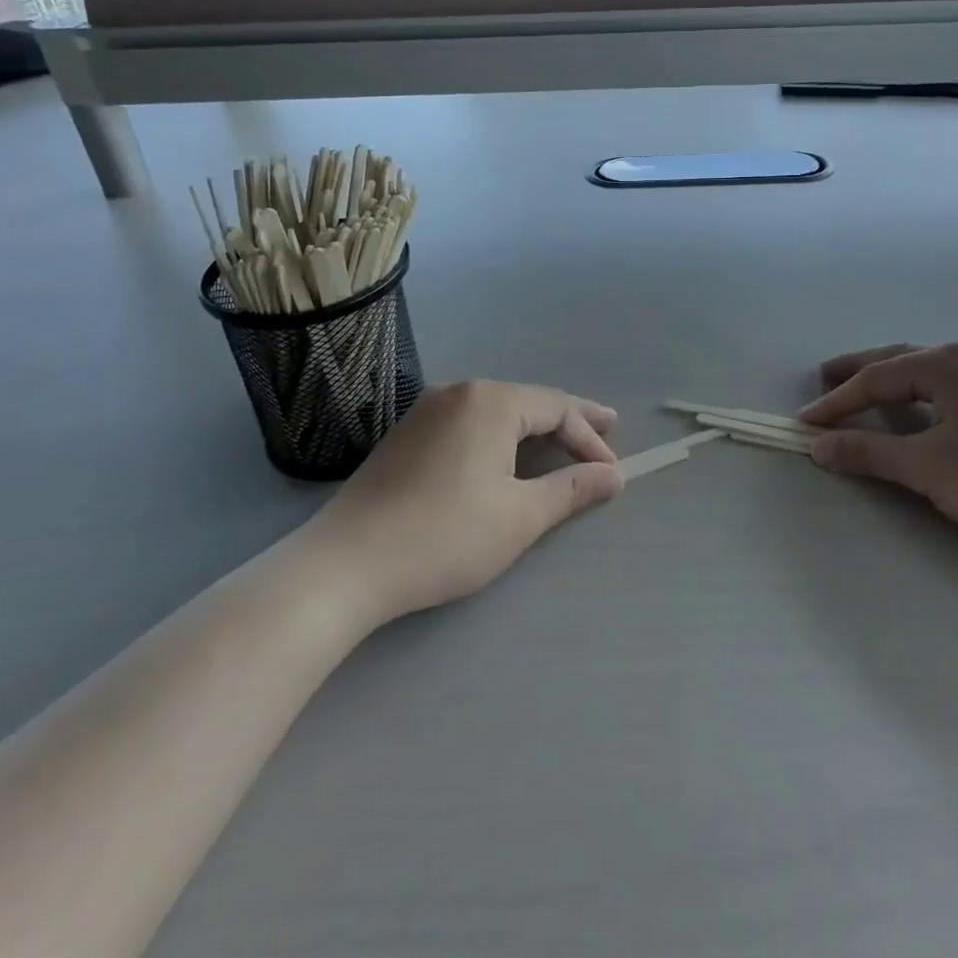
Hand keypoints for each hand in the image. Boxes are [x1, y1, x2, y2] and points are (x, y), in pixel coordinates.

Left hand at [324, 381, 623, 622]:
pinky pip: (469, 423)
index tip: (611, 472)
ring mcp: (427, 411)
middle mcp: (459, 392)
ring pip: (497, 410)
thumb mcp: (519, 516)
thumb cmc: (444, 536)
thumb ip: (571, 489)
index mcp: (490, 402)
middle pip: (527, 401)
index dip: (590, 437)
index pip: (557, 408)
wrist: (346, 565)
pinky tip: (507, 453)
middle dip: (569, 420)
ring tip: (563, 441)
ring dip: (534, 427)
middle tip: (607, 429)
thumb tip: (612, 476)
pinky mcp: (406, 435)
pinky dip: (500, 435)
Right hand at [800, 343, 957, 567]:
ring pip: (929, 374)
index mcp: (948, 364)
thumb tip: (819, 445)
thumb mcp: (928, 467)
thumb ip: (869, 453)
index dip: (837, 402)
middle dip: (860, 372)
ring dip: (892, 382)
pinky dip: (921, 396)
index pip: (877, 377)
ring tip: (866, 394)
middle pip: (901, 360)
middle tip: (825, 379)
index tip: (806, 423)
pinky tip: (922, 412)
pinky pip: (952, 389)